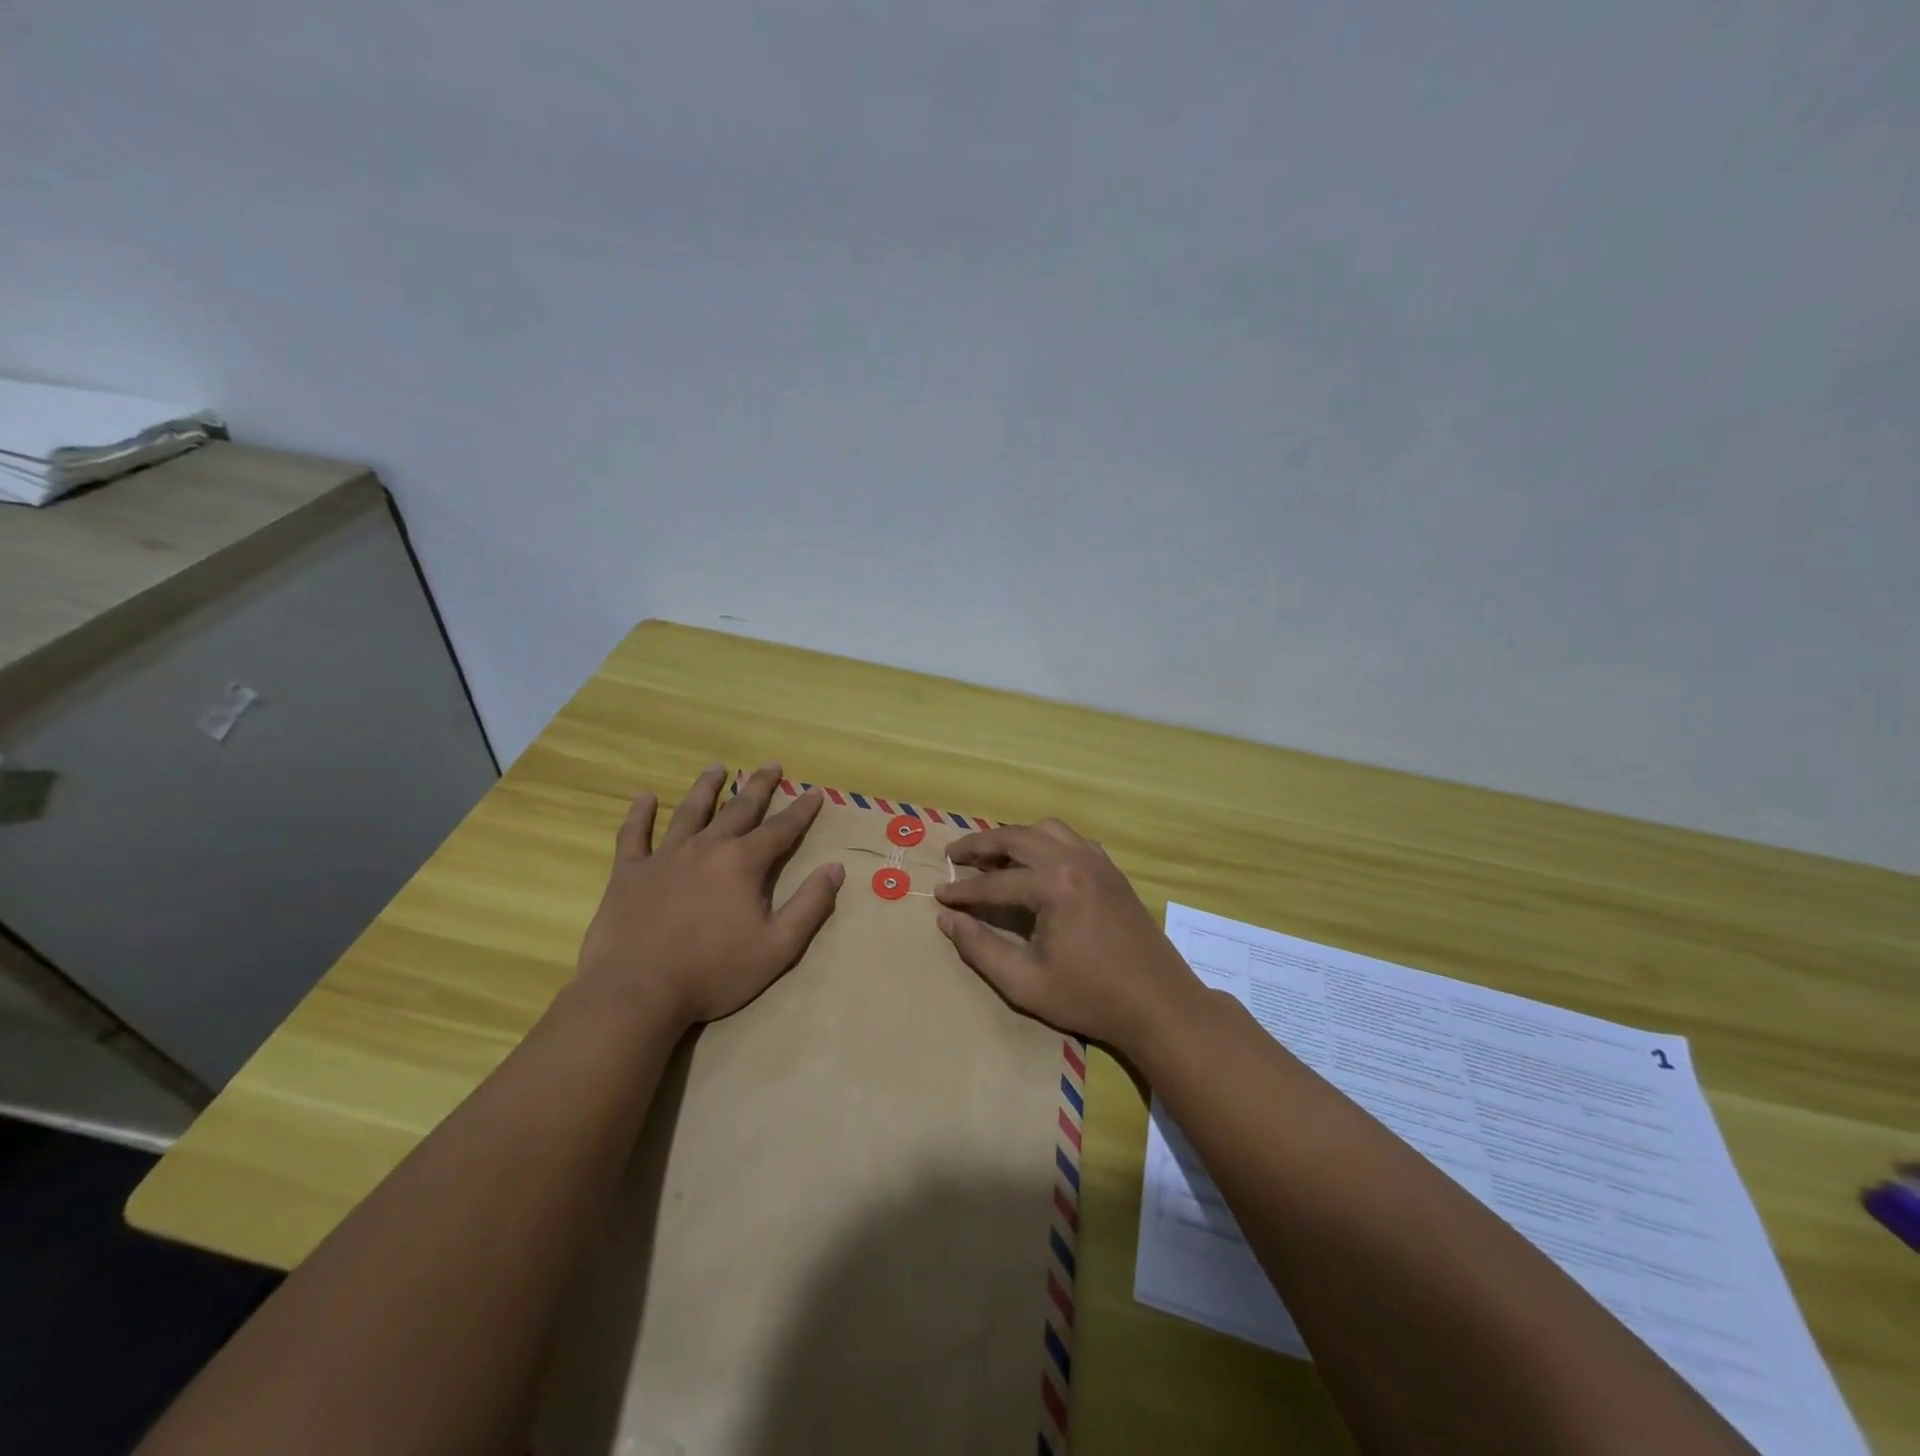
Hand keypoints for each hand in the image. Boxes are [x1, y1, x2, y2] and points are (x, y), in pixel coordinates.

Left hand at [575, 763, 843, 1031]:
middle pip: (738, 808)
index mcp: (743, 863)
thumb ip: (810, 905)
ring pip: (690, 812)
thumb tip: (836, 868)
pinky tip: (644, 797)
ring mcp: (665, 857)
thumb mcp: (778, 947)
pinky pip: (634, 835)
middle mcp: (706, 848)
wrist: (638, 993)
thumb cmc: (714, 972)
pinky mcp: (630, 873)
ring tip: (717, 768)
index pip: (781, 829)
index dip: (801, 810)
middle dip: (759, 786)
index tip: (815, 792)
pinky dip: (639, 814)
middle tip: (771, 765)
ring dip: (706, 788)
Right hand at [933, 818, 1201, 1051]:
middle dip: (980, 844)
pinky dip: (1046, 842)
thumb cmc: (1090, 997)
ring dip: (1015, 837)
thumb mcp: (1025, 983)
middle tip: (953, 854)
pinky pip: (1071, 839)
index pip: (995, 881)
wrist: (1159, 1004)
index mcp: (1054, 886)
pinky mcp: (1111, 870)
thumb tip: (947, 919)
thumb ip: (980, 948)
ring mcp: (1097, 861)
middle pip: (1017, 838)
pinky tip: (1036, 863)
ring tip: (992, 855)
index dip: (963, 890)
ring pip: (1046, 829)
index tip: (938, 894)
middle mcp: (1075, 860)